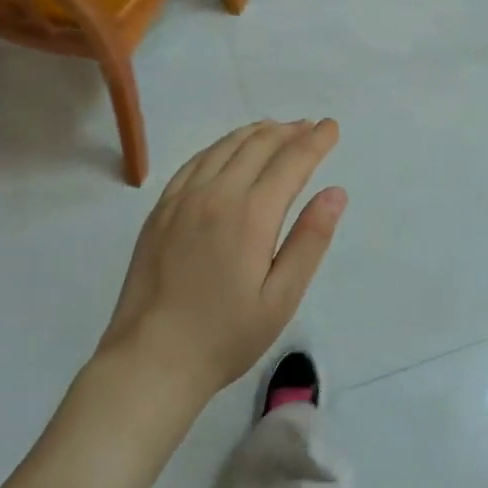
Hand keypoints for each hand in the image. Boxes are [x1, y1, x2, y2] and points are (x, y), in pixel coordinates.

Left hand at [98, 119, 346, 404]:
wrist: (150, 360)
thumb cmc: (225, 336)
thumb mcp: (281, 298)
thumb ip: (310, 240)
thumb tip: (336, 192)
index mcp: (251, 214)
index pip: (291, 161)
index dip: (315, 140)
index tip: (331, 127)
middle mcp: (216, 194)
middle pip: (258, 145)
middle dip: (289, 131)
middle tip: (309, 127)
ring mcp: (183, 198)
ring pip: (225, 147)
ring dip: (256, 133)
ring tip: (276, 129)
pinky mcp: (161, 209)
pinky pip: (195, 161)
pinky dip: (220, 146)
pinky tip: (227, 150)